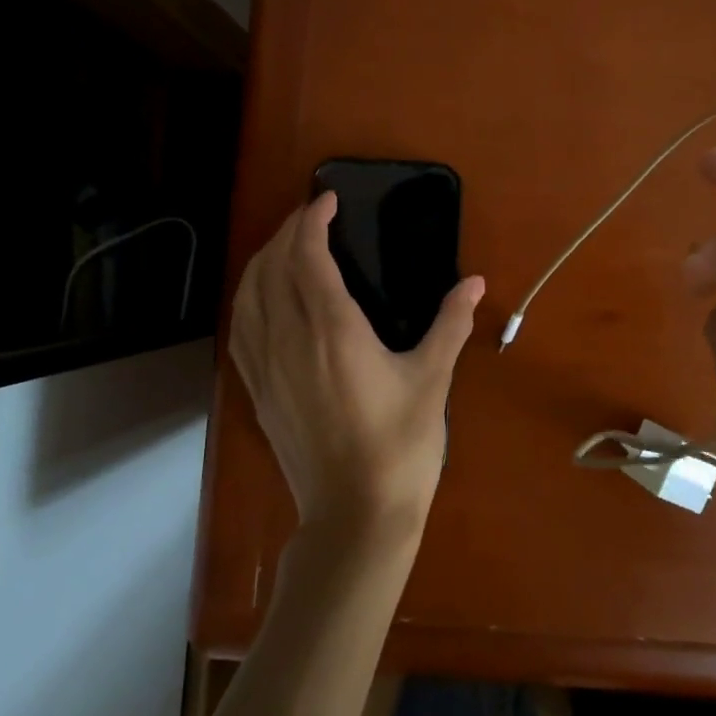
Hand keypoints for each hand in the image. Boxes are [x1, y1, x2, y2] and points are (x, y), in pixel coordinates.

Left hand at [230, 192, 484, 542]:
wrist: (355, 516)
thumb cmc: (400, 445)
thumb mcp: (432, 379)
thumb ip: (451, 324)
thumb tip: (476, 283)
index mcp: (332, 330)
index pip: (308, 256)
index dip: (312, 220)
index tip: (327, 199)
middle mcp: (289, 339)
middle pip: (272, 266)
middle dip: (288, 231)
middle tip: (312, 215)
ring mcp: (266, 366)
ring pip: (247, 294)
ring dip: (263, 259)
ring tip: (286, 246)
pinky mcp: (257, 390)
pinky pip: (240, 328)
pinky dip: (247, 296)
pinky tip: (262, 297)